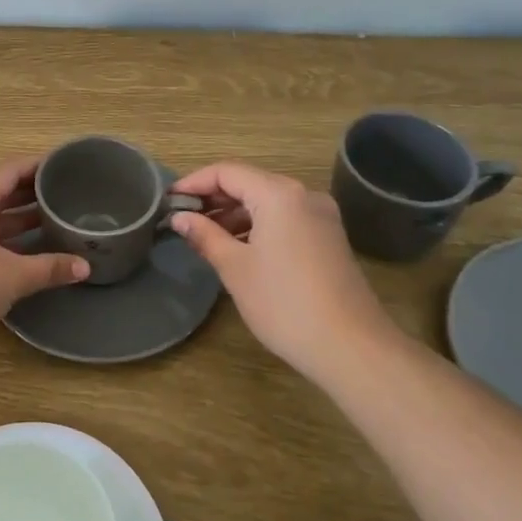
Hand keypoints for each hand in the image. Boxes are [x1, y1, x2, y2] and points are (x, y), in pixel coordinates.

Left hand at [0, 156, 89, 351]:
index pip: (13, 168)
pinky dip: (6, 231)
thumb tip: (85, 266)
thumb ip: (49, 267)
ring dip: (19, 213)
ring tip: (55, 216)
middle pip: (1, 186)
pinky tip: (28, 245)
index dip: (41, 166)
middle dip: (33, 190)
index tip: (69, 166)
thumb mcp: (12, 276)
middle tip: (69, 193)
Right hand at [170, 161, 392, 376]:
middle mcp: (303, 194)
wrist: (353, 348)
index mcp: (278, 194)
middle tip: (183, 219)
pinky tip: (239, 248)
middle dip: (214, 198)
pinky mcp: (329, 237)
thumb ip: (205, 236)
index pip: (226, 172)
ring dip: (235, 213)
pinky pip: (285, 217)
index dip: (194, 183)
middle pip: (249, 182)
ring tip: (205, 236)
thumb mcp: (235, 268)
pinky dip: (258, 225)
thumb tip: (180, 218)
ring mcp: (321, 216)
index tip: (169, 201)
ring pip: (268, 201)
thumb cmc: (285, 304)